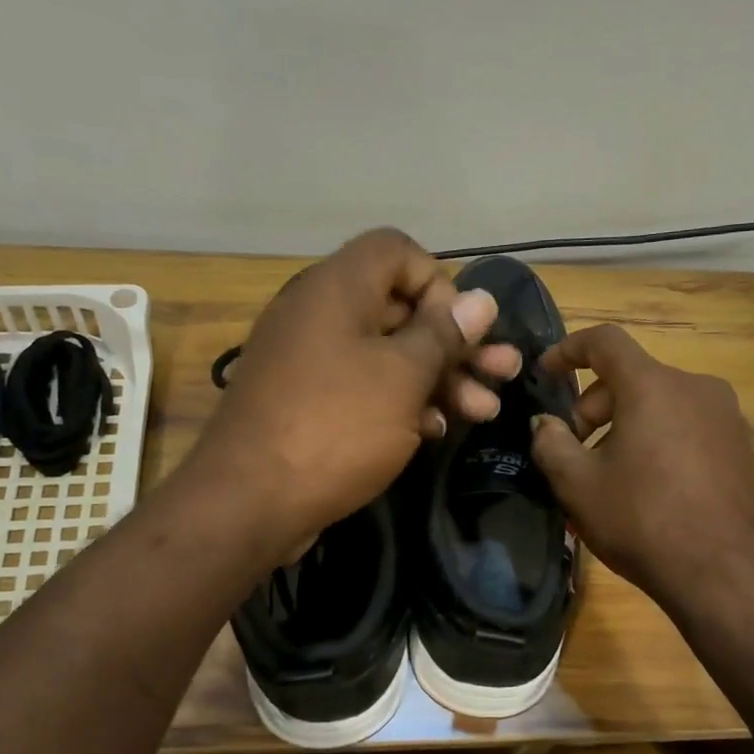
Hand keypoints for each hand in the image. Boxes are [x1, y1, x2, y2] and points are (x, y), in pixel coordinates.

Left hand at [187, 230, 519, 554]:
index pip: (397, 252)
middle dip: (457, 342)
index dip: (440, 282)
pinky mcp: (308, 402)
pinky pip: (364, 387)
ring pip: (388, 354)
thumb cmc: (336, 425)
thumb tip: (481, 299)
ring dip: (440, 378)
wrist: (249, 501)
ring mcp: (311, 361)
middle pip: (401, 309)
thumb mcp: (402, 377)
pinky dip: (402, 402)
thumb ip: (443, 334)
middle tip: (503, 372)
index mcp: (337, 288)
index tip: (465, 328)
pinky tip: (437, 429)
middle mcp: (320, 313)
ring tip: (485, 410)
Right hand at [529, 324, 753, 609]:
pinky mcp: (740, 446)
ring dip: (624, 426)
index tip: (546, 372)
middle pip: (632, 378)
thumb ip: (550, 443)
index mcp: (653, 386)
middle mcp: (695, 388)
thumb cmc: (641, 520)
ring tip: (607, 475)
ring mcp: (725, 416)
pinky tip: (646, 486)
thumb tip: (544, 423)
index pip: (605, 342)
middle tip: (573, 450)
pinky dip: (656, 439)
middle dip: (593, 407)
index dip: (569, 349)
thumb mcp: (578, 484)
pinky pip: (685, 426)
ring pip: (659, 404)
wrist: (722, 573)